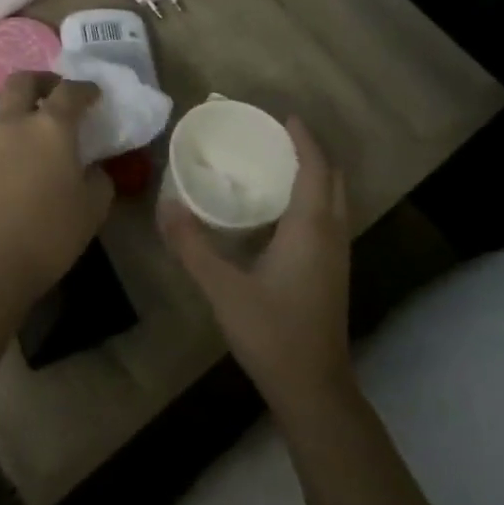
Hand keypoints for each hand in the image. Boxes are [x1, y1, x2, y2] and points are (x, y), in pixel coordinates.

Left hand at [0, 72, 112, 302]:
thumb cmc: (51, 229)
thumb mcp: (94, 205)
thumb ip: (99, 177)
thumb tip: (92, 168)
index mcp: (51, 125)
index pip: (70, 90)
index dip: (86, 89)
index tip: (96, 96)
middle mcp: (16, 122)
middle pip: (23, 81)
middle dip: (44, 81)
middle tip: (60, 95)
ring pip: (6, 106)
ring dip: (26, 108)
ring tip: (46, 130)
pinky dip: (15, 133)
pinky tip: (29, 159)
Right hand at [160, 117, 354, 422]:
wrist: (313, 387)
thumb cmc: (271, 332)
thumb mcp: (223, 288)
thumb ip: (192, 246)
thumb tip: (167, 206)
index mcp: (310, 229)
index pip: (315, 169)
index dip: (304, 139)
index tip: (284, 116)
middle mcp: (331, 235)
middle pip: (332, 179)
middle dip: (311, 153)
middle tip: (277, 137)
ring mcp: (336, 255)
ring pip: (334, 200)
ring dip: (314, 175)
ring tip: (278, 164)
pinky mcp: (332, 272)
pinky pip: (328, 219)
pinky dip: (312, 199)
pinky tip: (280, 211)